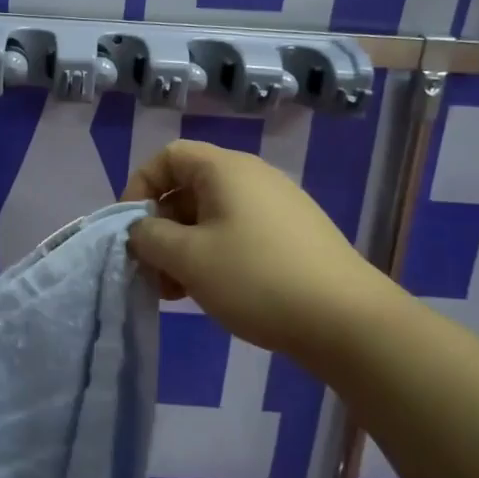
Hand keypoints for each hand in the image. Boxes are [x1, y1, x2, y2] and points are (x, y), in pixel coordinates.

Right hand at [122, 140, 389, 362]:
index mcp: (225, 169)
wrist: (347, 320)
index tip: (131, 229)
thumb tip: (141, 230)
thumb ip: (150, 238)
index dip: (139, 186)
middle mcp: (253, 178)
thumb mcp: (188, 258)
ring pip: (212, 216)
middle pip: (188, 188)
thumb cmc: (256, 279)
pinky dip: (213, 255)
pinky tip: (210, 292)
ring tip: (176, 291)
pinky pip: (238, 233)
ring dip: (184, 247)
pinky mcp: (293, 236)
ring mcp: (277, 206)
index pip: (168, 157)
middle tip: (151, 270)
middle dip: (161, 227)